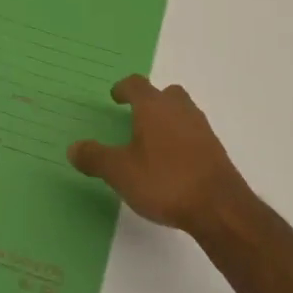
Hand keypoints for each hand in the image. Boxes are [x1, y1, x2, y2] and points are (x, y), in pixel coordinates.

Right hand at [68, 76, 248, 235]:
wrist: (219, 207)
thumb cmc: (164, 181)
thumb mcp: (120, 172)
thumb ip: (95, 158)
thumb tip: (73, 148)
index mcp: (153, 107)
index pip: (136, 84)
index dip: (123, 88)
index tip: (115, 97)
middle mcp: (179, 109)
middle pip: (165, 94)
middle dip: (150, 101)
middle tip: (136, 117)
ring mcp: (201, 128)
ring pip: (182, 112)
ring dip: (167, 120)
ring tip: (152, 142)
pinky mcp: (215, 149)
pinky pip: (193, 133)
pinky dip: (181, 139)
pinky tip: (172, 162)